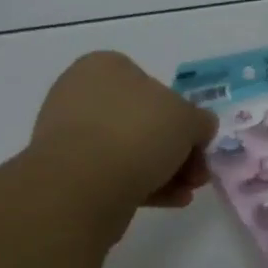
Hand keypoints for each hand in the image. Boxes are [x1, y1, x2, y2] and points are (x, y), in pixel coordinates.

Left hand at [28, 51, 217, 218]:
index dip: (181, 114)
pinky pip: (113, 174)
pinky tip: (170, 201)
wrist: (82, 186)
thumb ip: (199, 120)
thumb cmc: (136, 133)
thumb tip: (198, 128)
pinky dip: (143, 184)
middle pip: (143, 121)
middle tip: (198, 172)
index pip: (151, 84)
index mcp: (104, 66)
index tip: (198, 141)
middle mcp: (82, 94)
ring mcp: (71, 135)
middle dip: (176, 148)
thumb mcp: (187, 119)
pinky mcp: (68, 173)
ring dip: (164, 170)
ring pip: (129, 150)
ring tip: (188, 191)